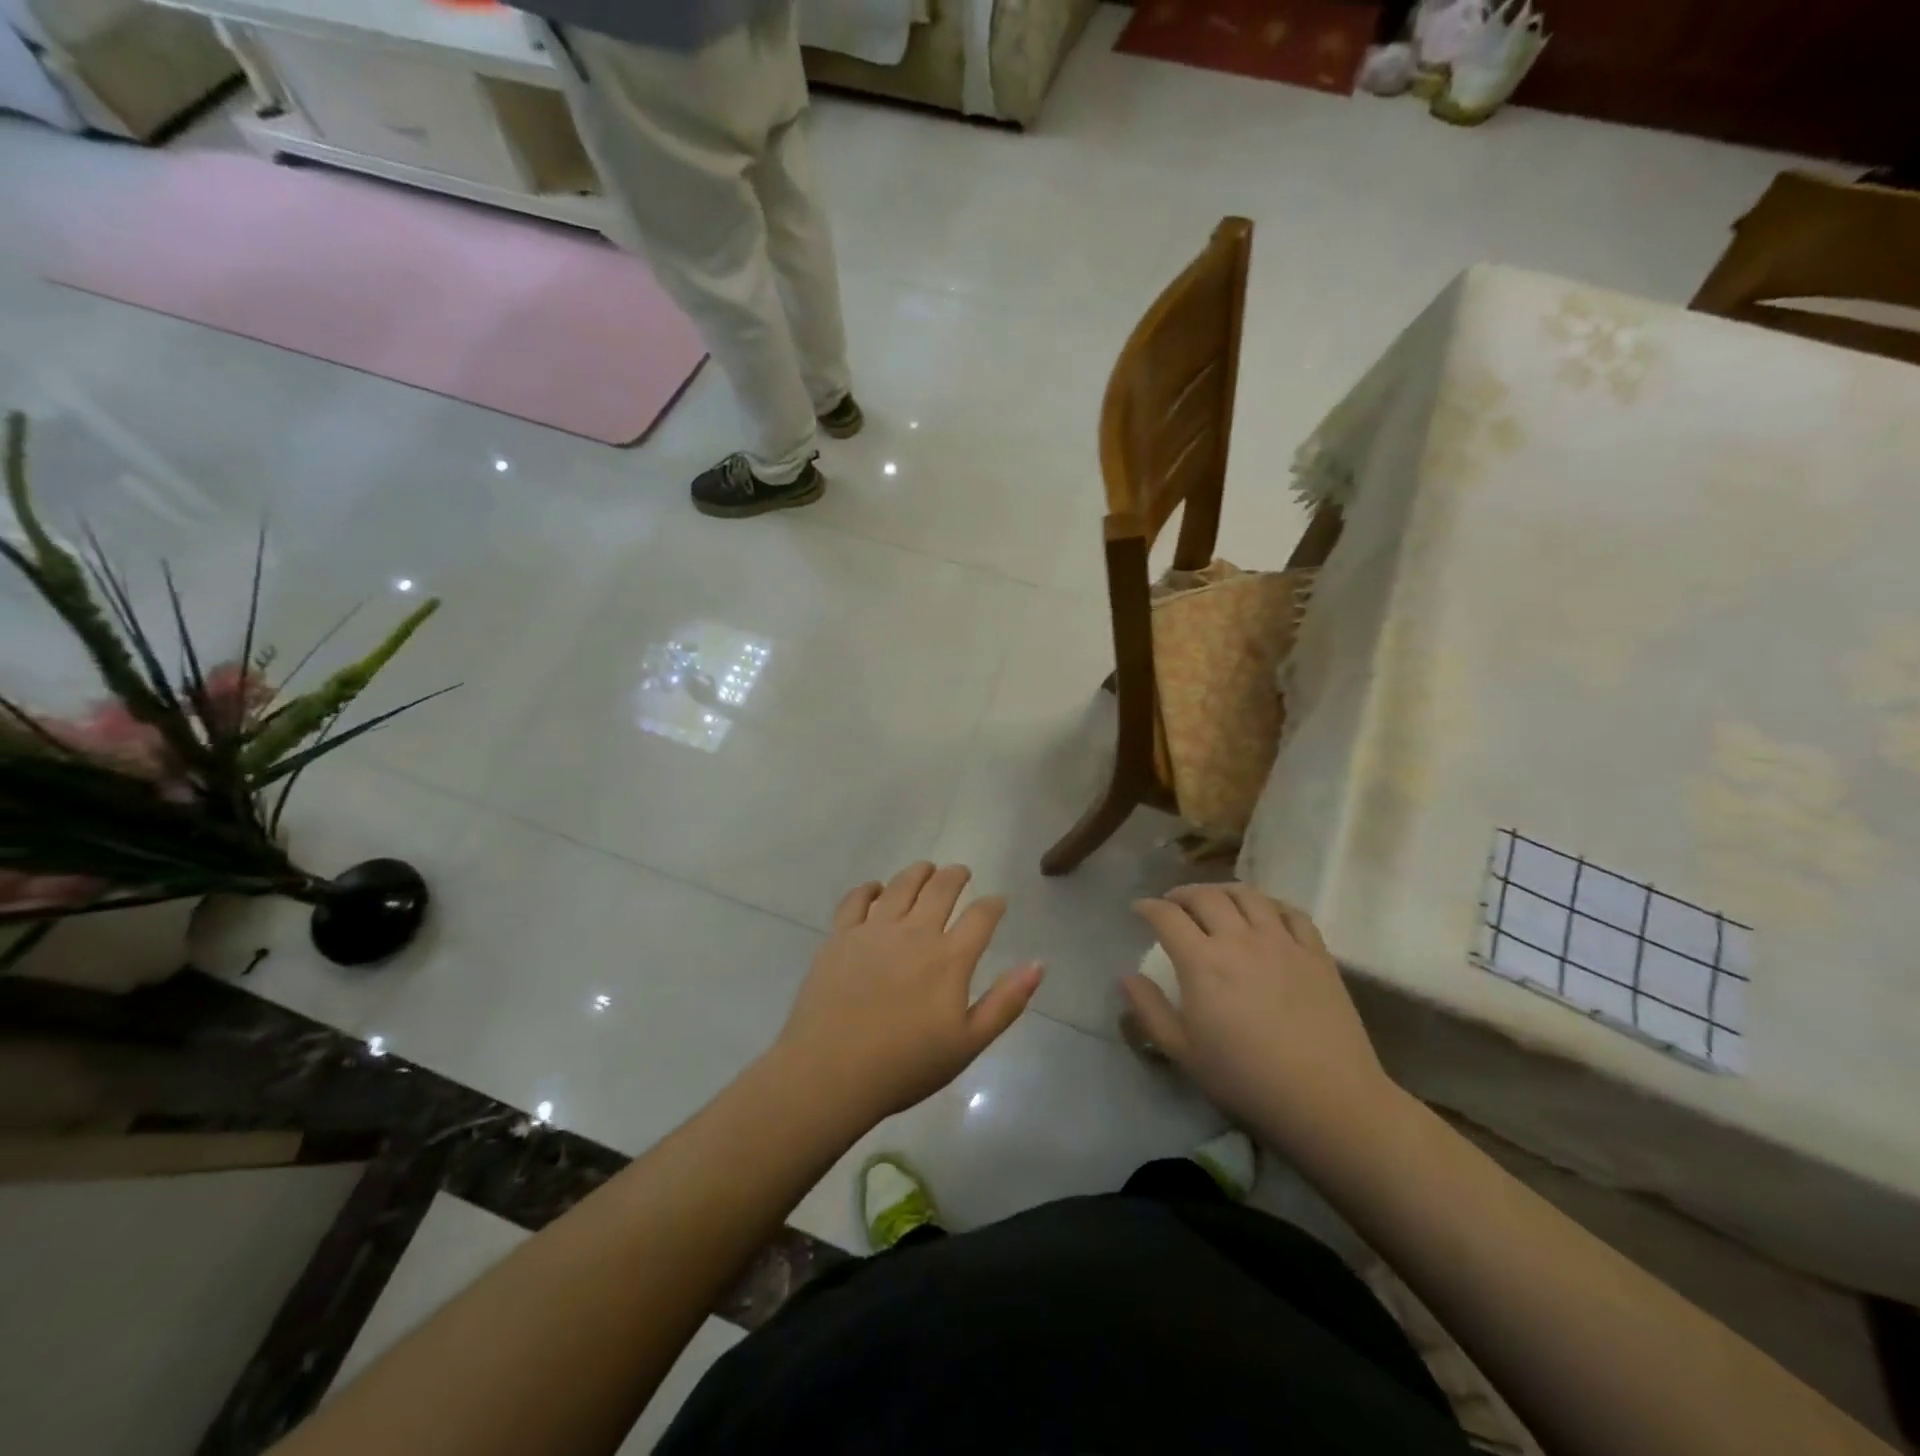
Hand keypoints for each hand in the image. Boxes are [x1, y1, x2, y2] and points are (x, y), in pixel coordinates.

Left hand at [772, 863, 1042, 1125]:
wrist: (831, 1072)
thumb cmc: (905, 1065)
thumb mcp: (968, 1043)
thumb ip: (1006, 1002)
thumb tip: (1038, 963)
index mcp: (949, 958)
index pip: (981, 916)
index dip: (993, 905)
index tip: (997, 902)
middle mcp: (914, 932)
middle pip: (941, 888)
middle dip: (956, 876)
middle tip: (961, 873)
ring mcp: (874, 930)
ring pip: (901, 885)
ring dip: (919, 872)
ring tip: (926, 870)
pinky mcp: (840, 936)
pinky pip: (856, 899)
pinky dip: (870, 889)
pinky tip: (876, 889)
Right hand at [1122, 884, 1398, 1162]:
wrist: (1326, 1099)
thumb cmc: (1245, 1079)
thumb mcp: (1183, 1053)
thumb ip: (1150, 1011)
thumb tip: (1127, 977)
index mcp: (1202, 962)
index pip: (1167, 916)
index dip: (1147, 907)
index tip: (1139, 909)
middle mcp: (1239, 939)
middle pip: (1205, 896)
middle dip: (1181, 893)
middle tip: (1173, 904)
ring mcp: (1281, 941)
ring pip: (1247, 895)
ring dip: (1223, 891)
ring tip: (1215, 901)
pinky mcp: (1315, 952)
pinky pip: (1290, 911)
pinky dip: (1270, 904)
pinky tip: (1264, 913)